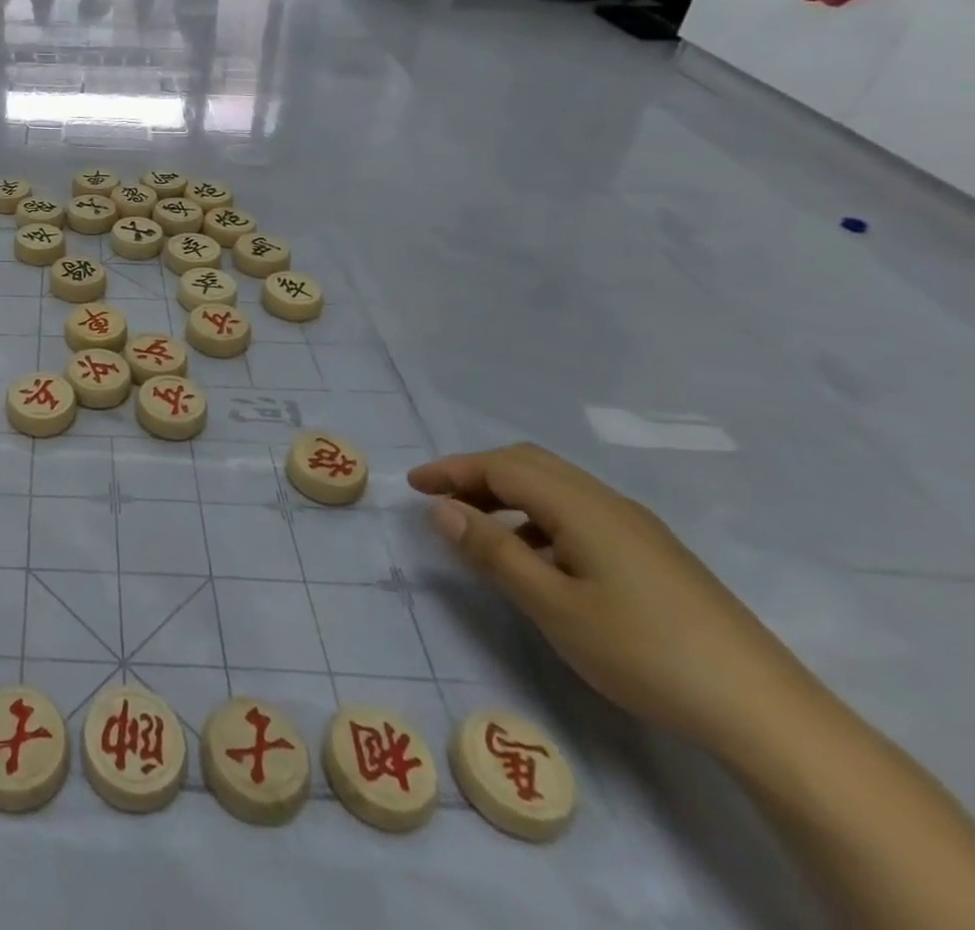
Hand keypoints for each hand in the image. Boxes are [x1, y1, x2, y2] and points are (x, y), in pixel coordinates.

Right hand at [409, 444, 814, 752]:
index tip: (411, 485)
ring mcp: (636, 527)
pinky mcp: (653, 553)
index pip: (501, 466)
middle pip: (529, 464)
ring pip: (555, 487)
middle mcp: (607, 502)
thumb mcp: (552, 605)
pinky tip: (536, 558)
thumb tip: (439, 507)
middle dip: (477, 474)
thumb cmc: (645, 652)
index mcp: (581, 506)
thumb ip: (492, 551)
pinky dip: (538, 517)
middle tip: (439, 501)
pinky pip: (578, 512)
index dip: (451, 470)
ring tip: (478, 529)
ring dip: (508, 494)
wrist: (768, 713)